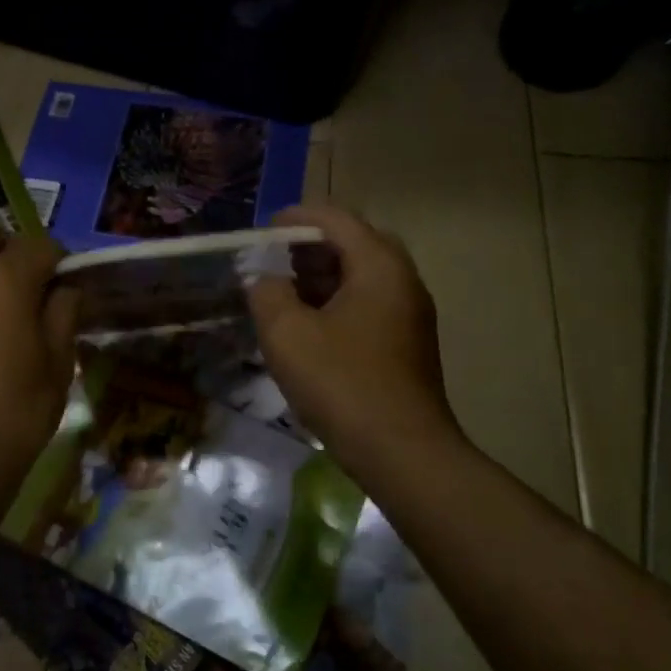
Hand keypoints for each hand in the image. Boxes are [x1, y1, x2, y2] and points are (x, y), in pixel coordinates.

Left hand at [0, 221, 79, 514]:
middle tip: (28, 283)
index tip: (70, 286)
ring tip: (5, 312)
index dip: (60, 261)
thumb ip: (62, 317)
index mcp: (3, 280)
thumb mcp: (57, 366)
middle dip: (6, 246)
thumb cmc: (13, 413)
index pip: (38, 245)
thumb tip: (66, 291)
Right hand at [247, 205, 462, 468]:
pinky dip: (336, 302)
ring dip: (322, 276)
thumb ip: (268, 293)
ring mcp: (409, 313)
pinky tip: (308, 328)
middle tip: (273, 261)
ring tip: (283, 293)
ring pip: (362, 276)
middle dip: (309, 247)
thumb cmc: (342, 383)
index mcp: (379, 265)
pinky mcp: (407, 343)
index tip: (261, 232)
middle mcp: (402, 279)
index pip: (335, 219)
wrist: (402, 452)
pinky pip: (368, 304)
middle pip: (353, 243)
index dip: (294, 218)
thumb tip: (266, 281)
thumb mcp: (287, 333)